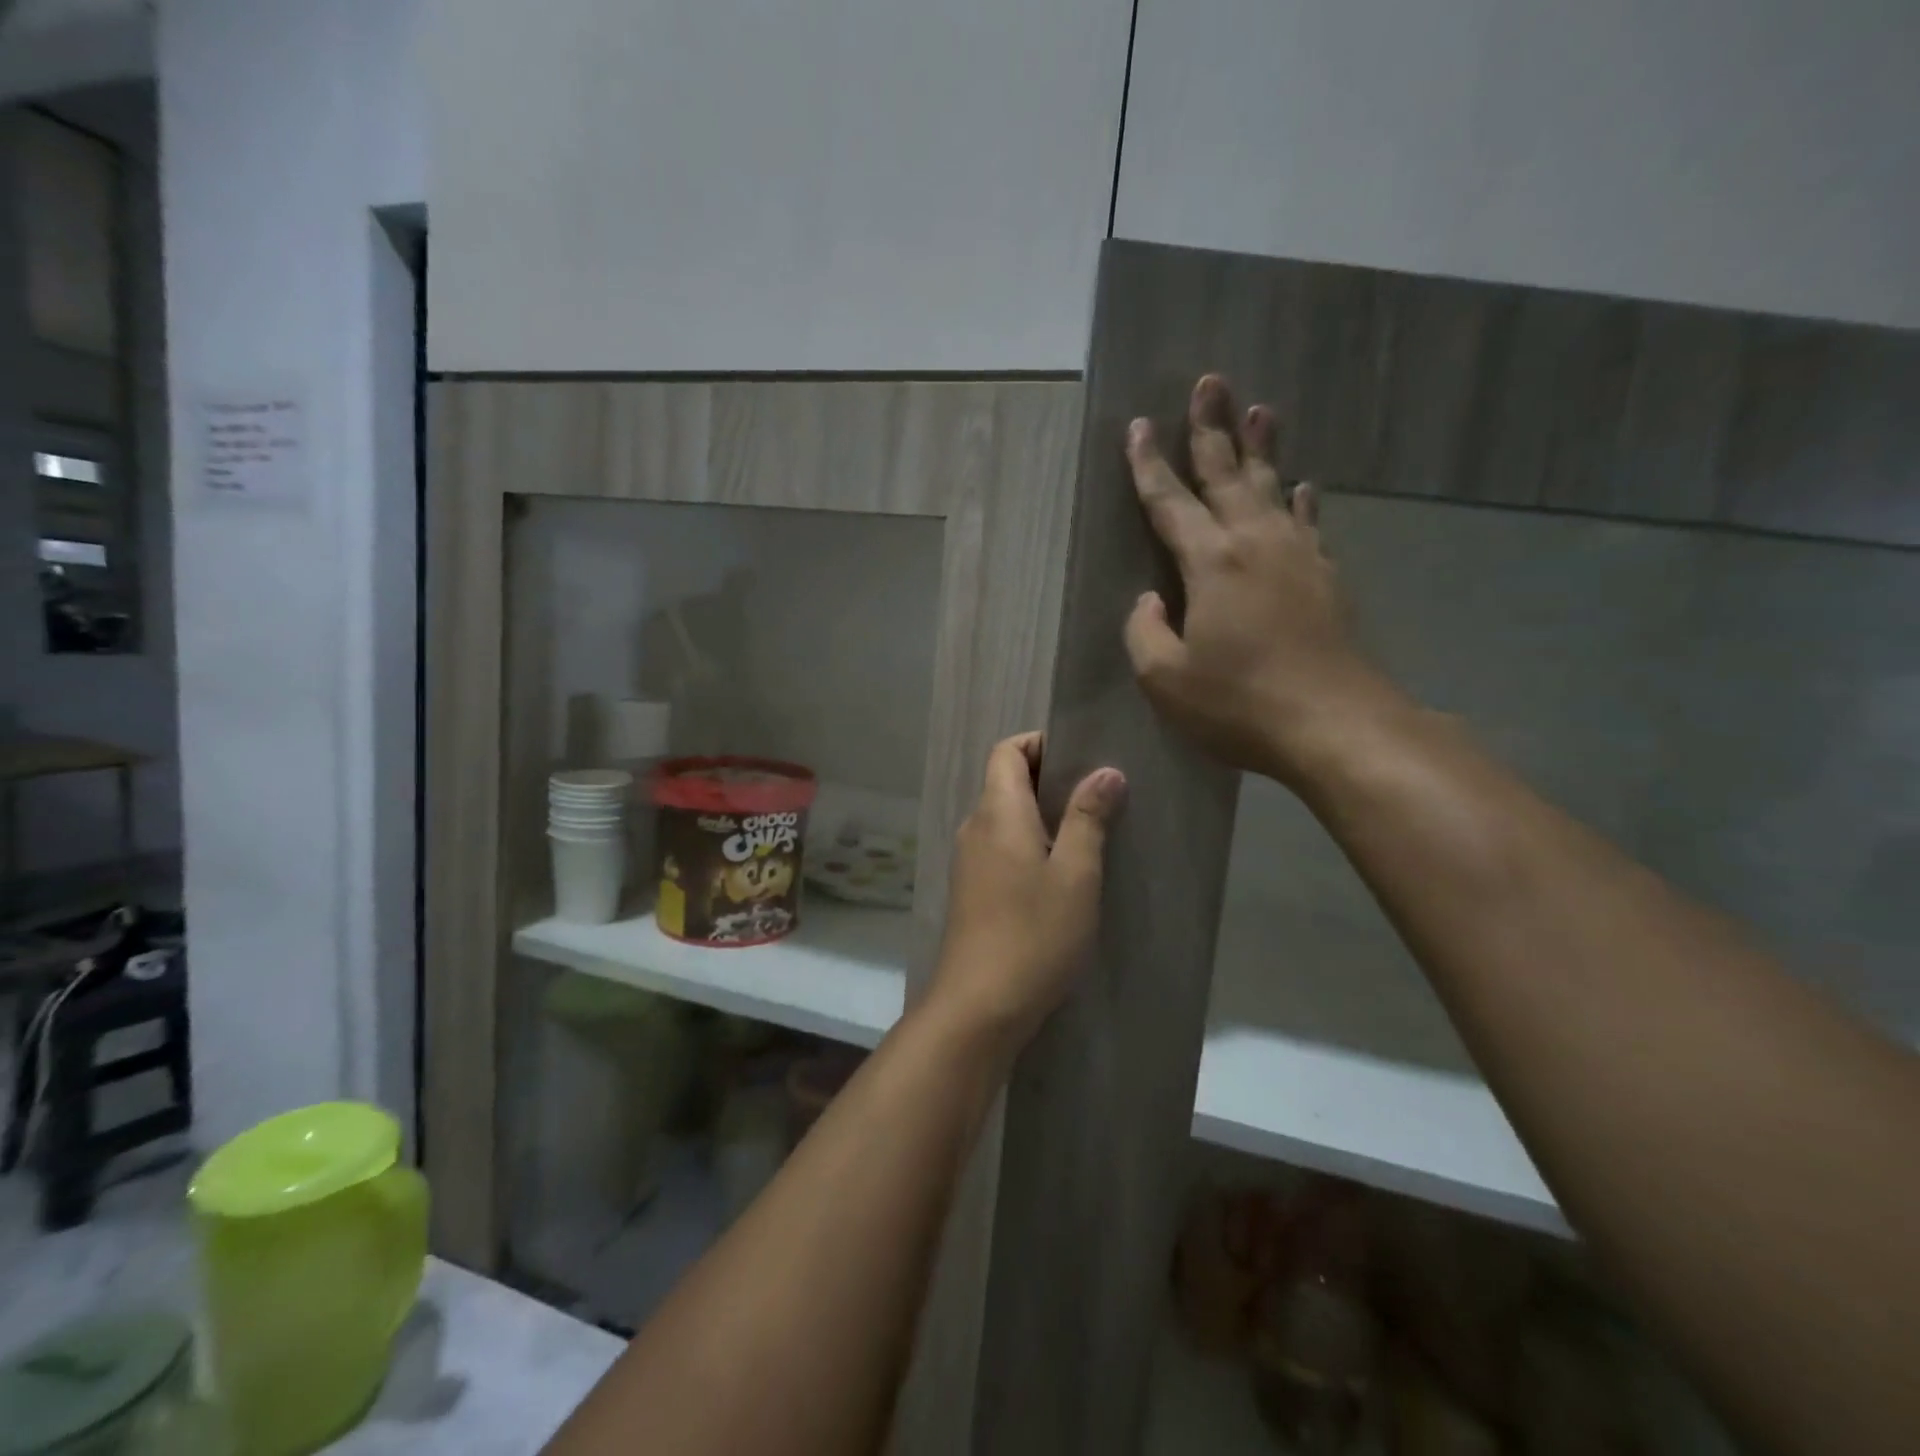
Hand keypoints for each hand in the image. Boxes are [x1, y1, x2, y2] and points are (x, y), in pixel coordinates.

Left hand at [931, 733, 1125, 1049]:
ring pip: (1004, 817)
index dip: (1039, 743)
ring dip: (1041, 815)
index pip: (1006, 751)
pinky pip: (1000, 847)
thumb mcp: (1076, 874)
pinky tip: (1060, 874)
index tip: (1081, 757)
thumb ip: (1088, 818)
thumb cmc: (1034, 933)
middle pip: (1005, 781)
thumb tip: (1105, 771)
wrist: (979, 1006)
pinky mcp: (970, 891)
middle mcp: (975, 828)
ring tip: (1087, 834)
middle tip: (1097, 796)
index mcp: (997, 812)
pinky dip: (1028, 844)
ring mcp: (968, 862)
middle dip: (1048, 779)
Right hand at [1123, 374, 1406, 786]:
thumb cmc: (1240, 703)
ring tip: (1259, 410)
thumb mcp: (1166, 679)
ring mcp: (1298, 556)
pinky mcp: (1326, 578)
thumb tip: (1149, 601)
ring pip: (1273, 487)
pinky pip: (1307, 523)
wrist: (1335, 724)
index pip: (1170, 502)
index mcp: (1211, 563)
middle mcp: (1255, 543)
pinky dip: (1299, 500)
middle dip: (1212, 429)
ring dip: (1262, 449)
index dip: (1149, 465)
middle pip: (1228, 474)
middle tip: (1210, 382)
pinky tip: (1300, 487)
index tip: (1139, 425)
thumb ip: (1144, 634)